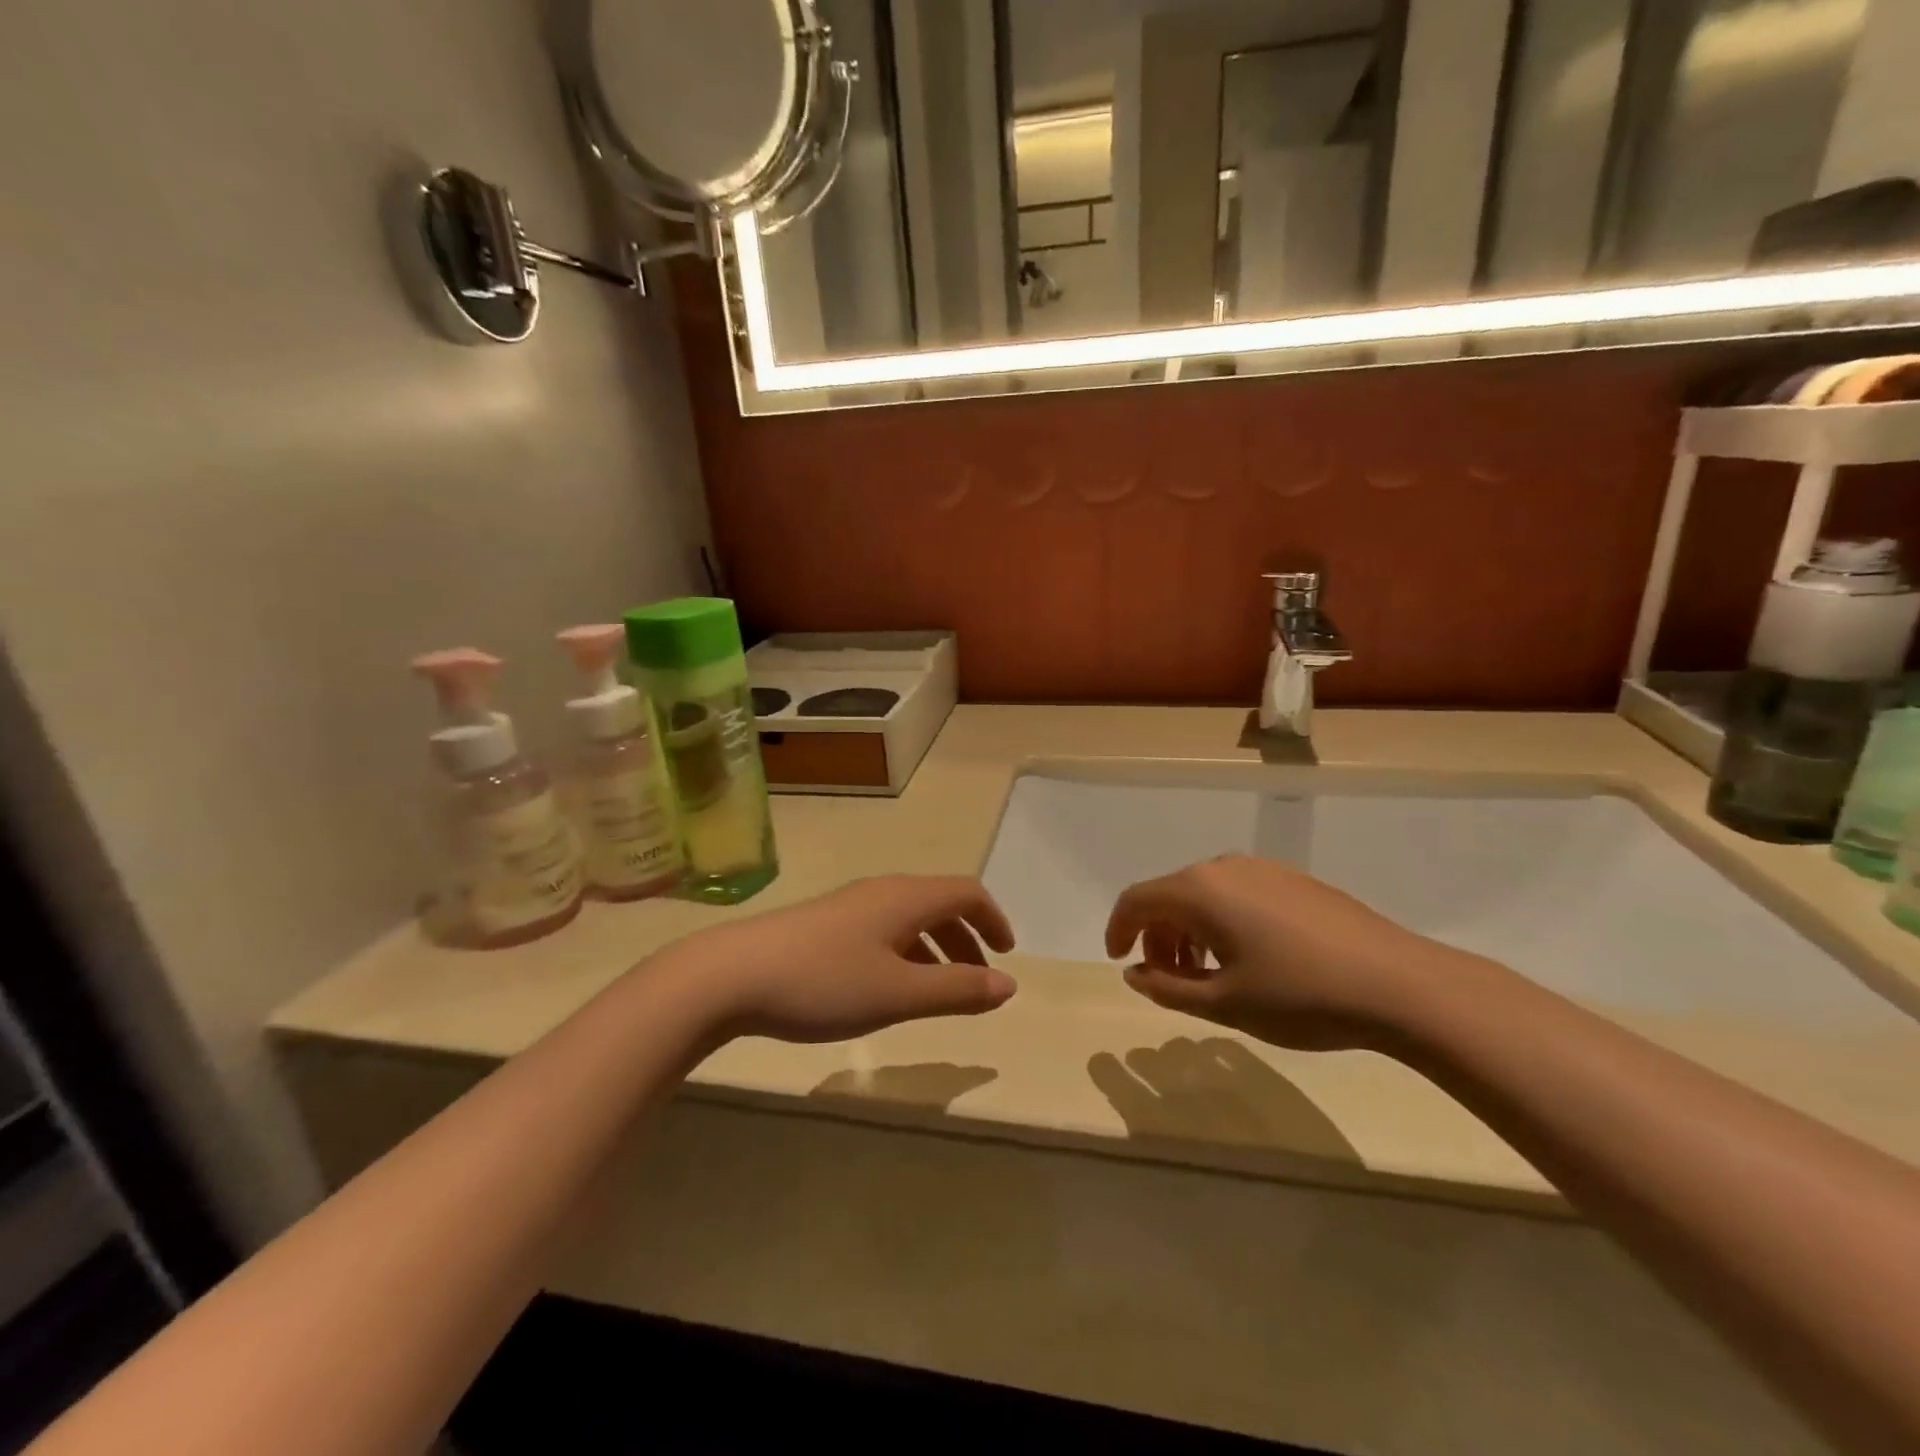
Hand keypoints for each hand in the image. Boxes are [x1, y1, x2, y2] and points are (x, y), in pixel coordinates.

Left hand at [663, 876, 1017, 1043]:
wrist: (732, 975)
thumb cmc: (824, 982)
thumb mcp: (899, 993)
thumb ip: (957, 990)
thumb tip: (1009, 985)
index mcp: (906, 898)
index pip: (966, 892)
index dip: (993, 919)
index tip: (1006, 954)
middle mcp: (882, 891)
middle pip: (939, 903)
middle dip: (967, 938)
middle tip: (979, 979)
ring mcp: (850, 906)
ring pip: (909, 918)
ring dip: (936, 948)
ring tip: (940, 990)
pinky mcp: (825, 924)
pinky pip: (883, 930)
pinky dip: (906, 953)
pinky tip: (890, 987)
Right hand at [1104, 855, 1486, 1050]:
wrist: (1401, 984)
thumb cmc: (1300, 995)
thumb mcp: (1224, 1004)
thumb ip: (1168, 988)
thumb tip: (1135, 973)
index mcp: (1200, 890)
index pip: (1137, 899)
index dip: (1118, 929)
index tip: (1118, 961)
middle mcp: (1225, 867)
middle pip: (1170, 895)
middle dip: (1158, 936)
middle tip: (1168, 981)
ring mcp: (1264, 869)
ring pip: (1205, 895)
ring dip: (1190, 931)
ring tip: (1207, 975)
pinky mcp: (1294, 881)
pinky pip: (1238, 894)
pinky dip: (1222, 923)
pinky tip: (1249, 960)